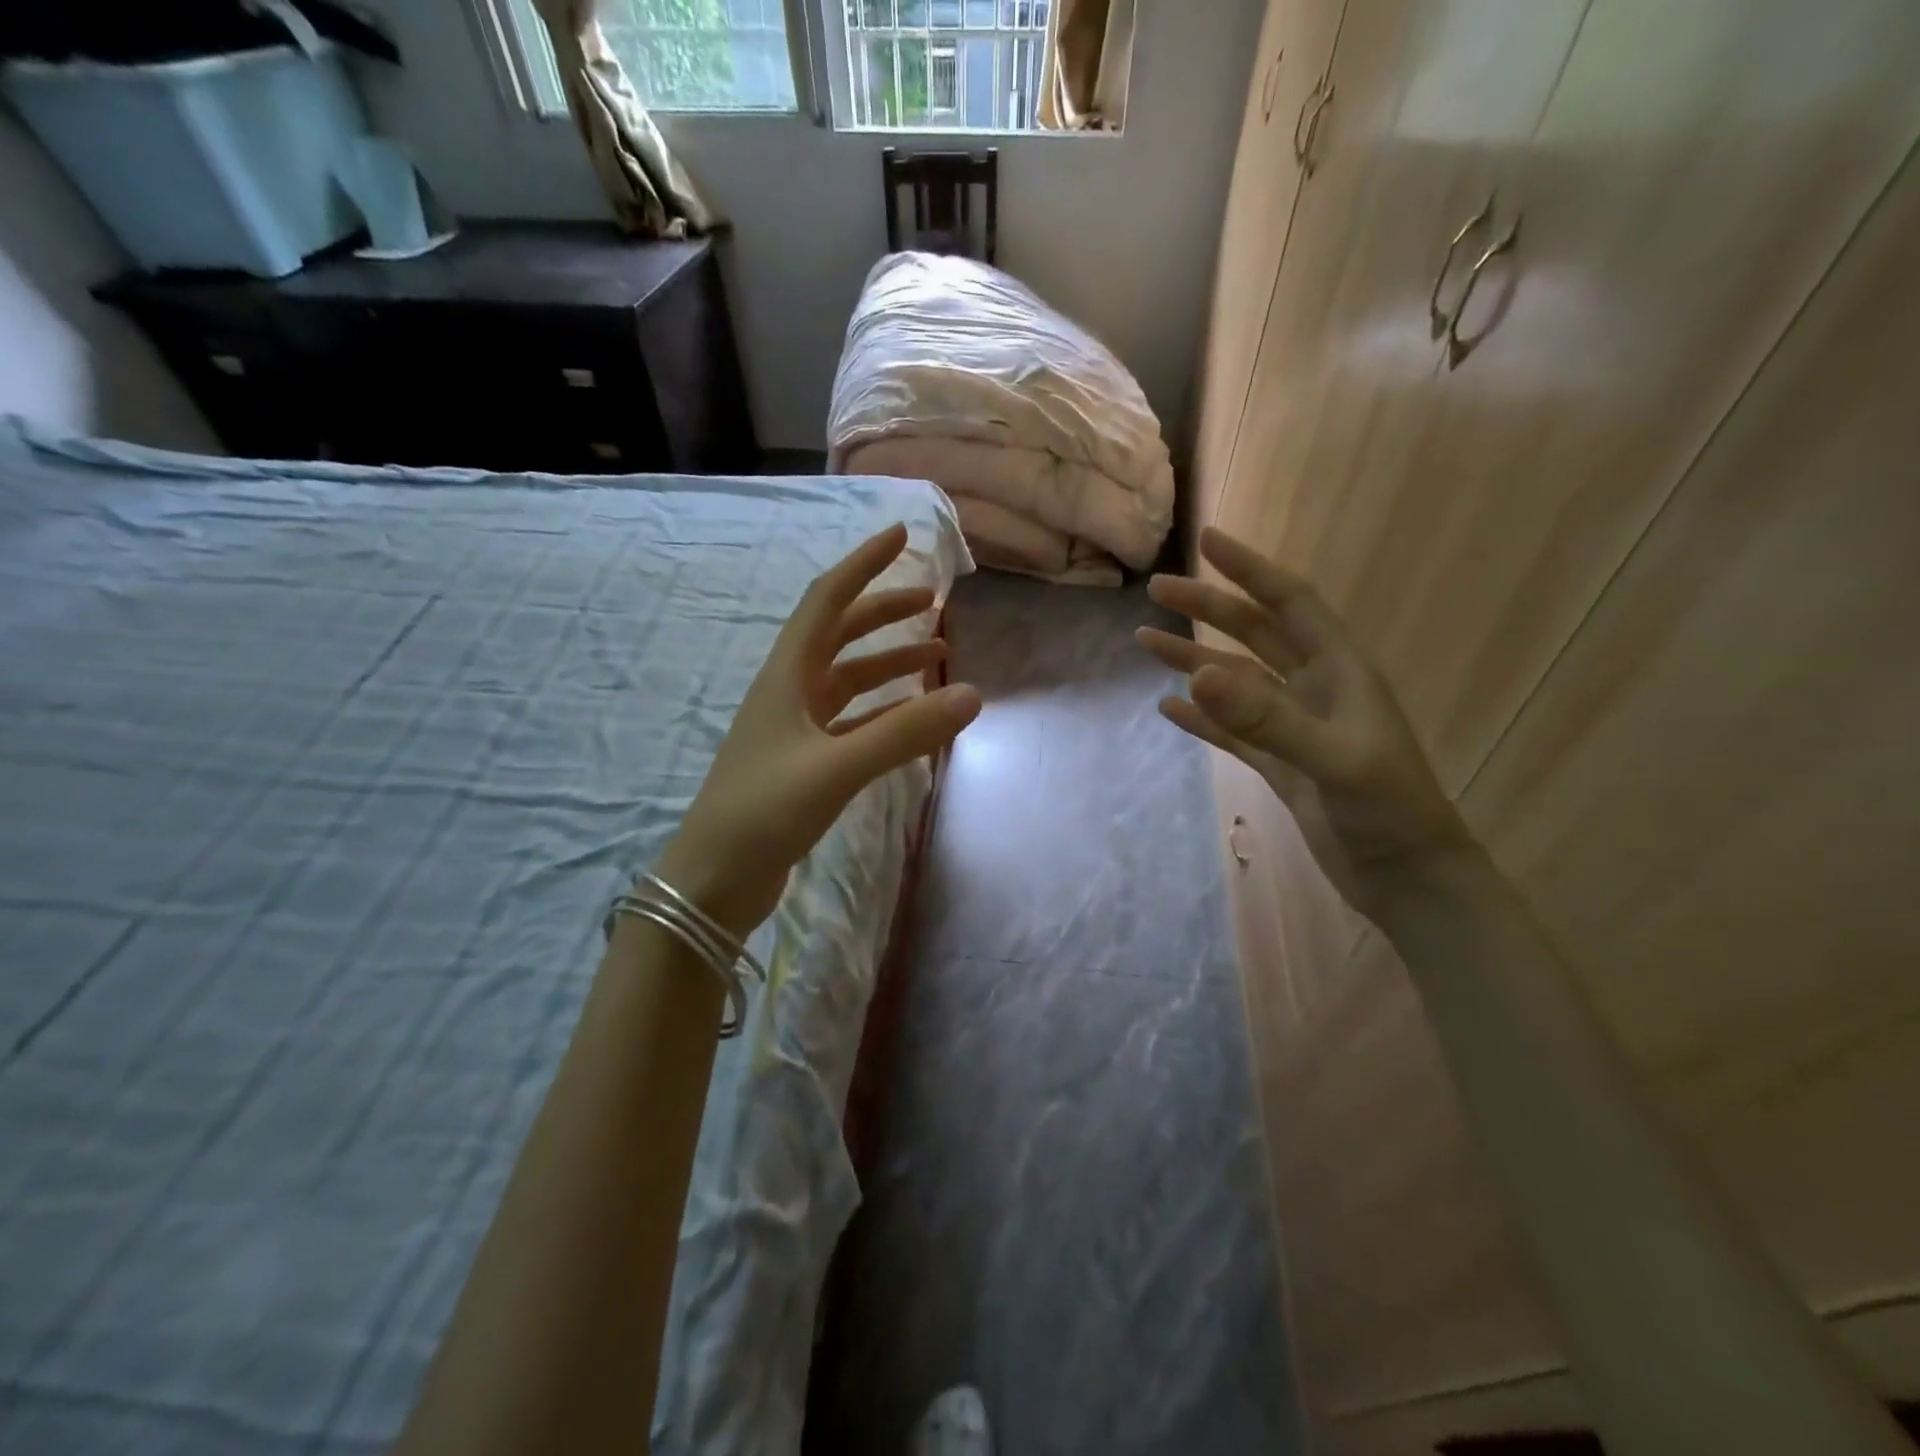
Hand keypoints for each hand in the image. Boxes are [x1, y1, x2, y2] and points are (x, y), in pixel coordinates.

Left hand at [657, 524, 981, 938]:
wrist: (714, 879)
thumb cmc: (764, 810)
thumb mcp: (836, 767)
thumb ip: (905, 732)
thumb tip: (973, 695)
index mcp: (786, 676)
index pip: (826, 600)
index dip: (863, 565)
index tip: (900, 536)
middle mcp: (789, 692)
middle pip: (839, 634)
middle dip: (884, 612)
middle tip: (933, 605)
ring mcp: (794, 729)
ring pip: (847, 679)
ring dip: (888, 663)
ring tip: (936, 659)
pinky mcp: (803, 762)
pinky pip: (851, 721)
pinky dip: (882, 711)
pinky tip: (910, 717)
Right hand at [1139, 527, 1474, 917]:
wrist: (1408, 880)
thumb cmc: (1388, 812)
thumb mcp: (1331, 759)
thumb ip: (1265, 717)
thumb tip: (1196, 675)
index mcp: (1340, 671)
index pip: (1290, 602)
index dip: (1250, 568)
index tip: (1207, 539)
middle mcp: (1316, 688)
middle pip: (1254, 634)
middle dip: (1208, 608)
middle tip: (1157, 589)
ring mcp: (1295, 727)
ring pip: (1236, 681)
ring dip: (1194, 660)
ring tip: (1146, 642)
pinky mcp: (1281, 764)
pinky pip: (1231, 730)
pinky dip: (1201, 718)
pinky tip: (1168, 708)